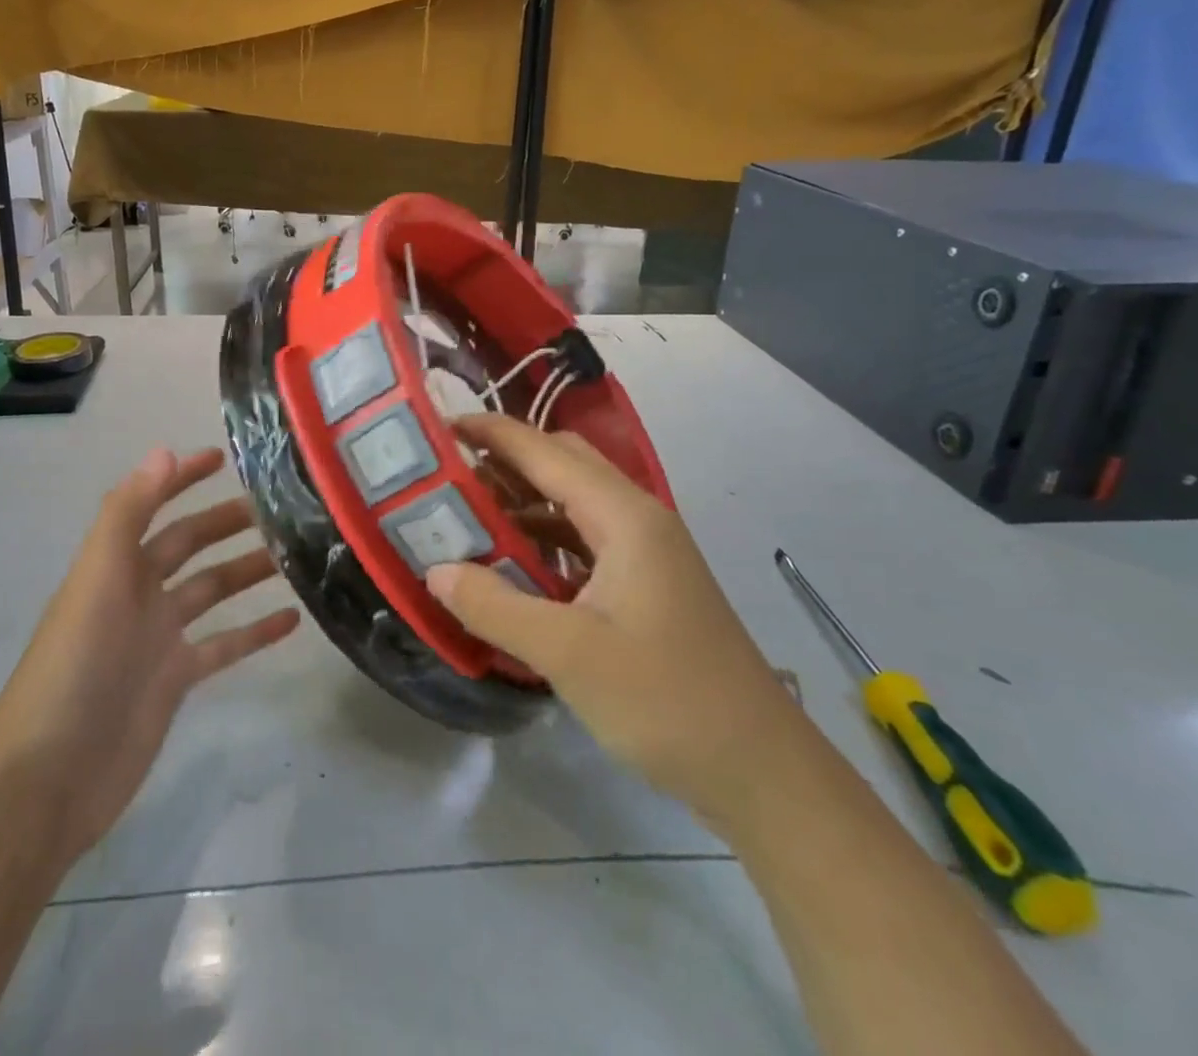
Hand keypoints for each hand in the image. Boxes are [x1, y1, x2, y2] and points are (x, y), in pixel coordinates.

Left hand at [0, 446, 299, 860]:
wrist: (50, 779)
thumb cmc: (74, 667)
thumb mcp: (98, 579)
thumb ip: (127, 514)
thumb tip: (164, 450)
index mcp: (114, 565)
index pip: (151, 505)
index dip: (180, 478)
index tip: (223, 457)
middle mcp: (136, 593)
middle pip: (188, 545)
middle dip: (225, 522)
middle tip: (277, 508)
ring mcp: (157, 639)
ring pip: (210, 591)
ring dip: (246, 570)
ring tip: (293, 555)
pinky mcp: (175, 681)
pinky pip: (223, 645)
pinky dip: (255, 631)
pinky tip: (293, 620)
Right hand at [427, 416, 799, 819]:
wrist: (762, 770)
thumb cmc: (667, 701)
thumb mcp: (569, 654)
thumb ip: (495, 606)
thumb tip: (435, 570)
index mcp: (624, 516)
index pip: (545, 451)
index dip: (491, 431)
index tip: (437, 426)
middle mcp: (637, 518)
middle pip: (563, 463)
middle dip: (504, 460)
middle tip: (446, 474)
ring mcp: (646, 551)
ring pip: (573, 502)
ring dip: (522, 501)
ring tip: (465, 515)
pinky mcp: (647, 582)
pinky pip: (584, 539)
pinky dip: (543, 538)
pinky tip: (511, 564)